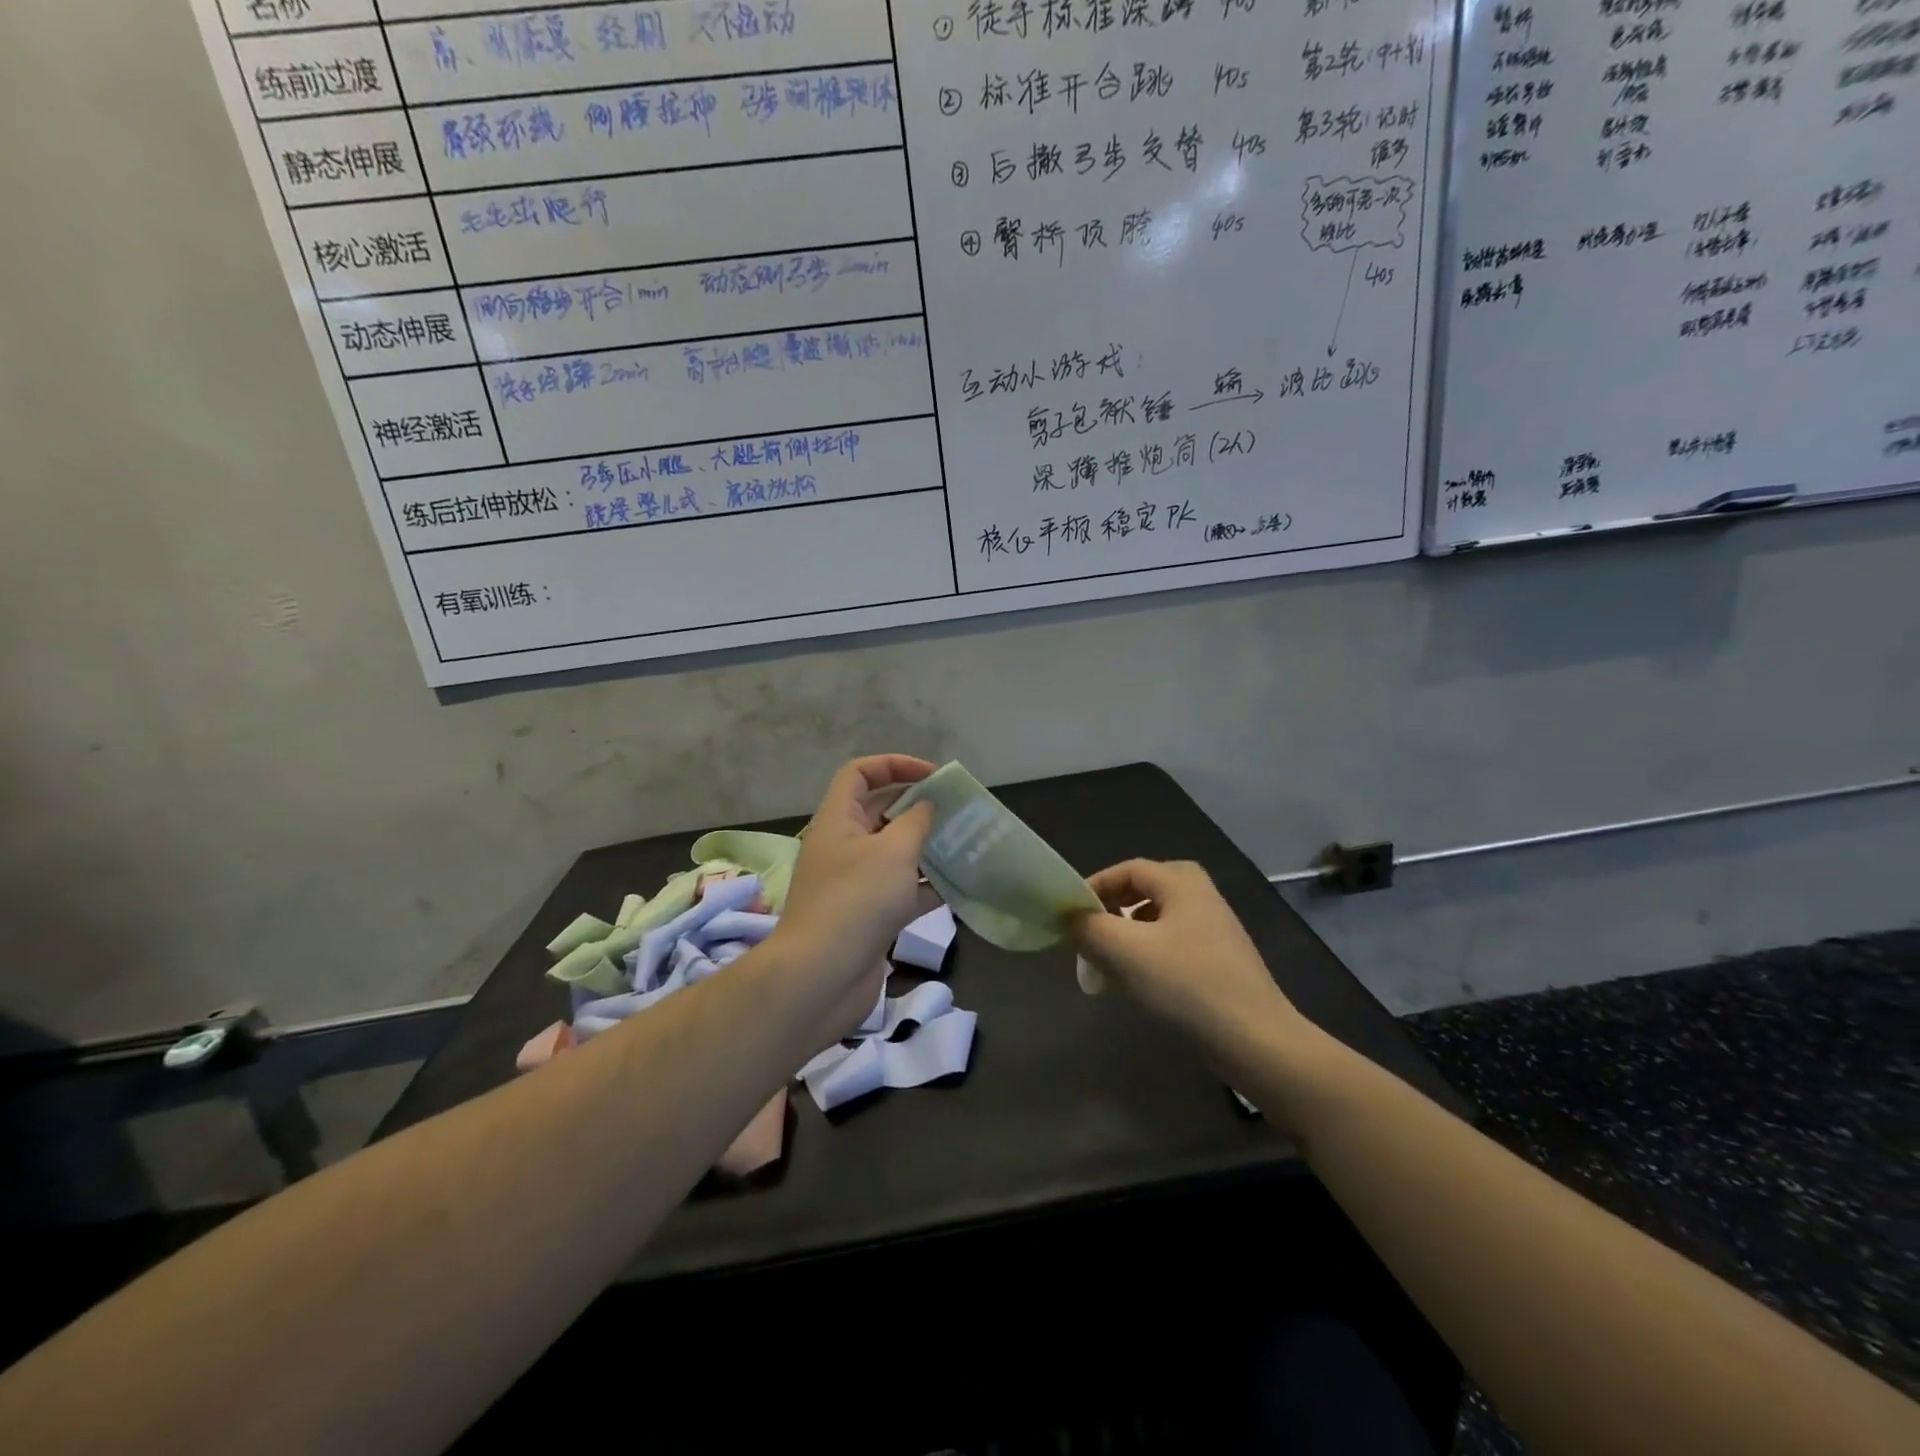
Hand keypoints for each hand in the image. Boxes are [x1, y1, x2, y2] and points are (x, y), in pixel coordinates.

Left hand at [770, 755, 937, 1037]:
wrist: (822, 978)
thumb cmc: (857, 901)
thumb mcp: (893, 851)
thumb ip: (916, 822)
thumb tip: (926, 806)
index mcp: (838, 820)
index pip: (860, 773)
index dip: (894, 765)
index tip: (933, 777)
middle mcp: (843, 846)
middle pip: (879, 811)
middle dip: (917, 806)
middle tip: (956, 811)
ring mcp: (854, 883)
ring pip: (894, 853)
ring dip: (926, 847)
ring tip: (964, 844)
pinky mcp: (868, 916)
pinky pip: (901, 890)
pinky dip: (926, 886)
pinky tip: (958, 887)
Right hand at [1073, 859, 1305, 1065]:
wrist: (1255, 1038)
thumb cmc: (1187, 983)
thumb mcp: (1126, 951)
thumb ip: (1089, 928)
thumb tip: (1070, 918)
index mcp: (1182, 882)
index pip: (1127, 870)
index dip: (1094, 887)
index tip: (1069, 914)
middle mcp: (1200, 895)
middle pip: (1142, 891)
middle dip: (1110, 910)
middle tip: (1087, 935)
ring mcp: (1213, 928)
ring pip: (1156, 919)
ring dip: (1126, 935)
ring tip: (1106, 961)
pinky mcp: (1219, 959)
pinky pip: (1171, 943)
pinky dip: (1147, 952)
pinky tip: (1137, 981)